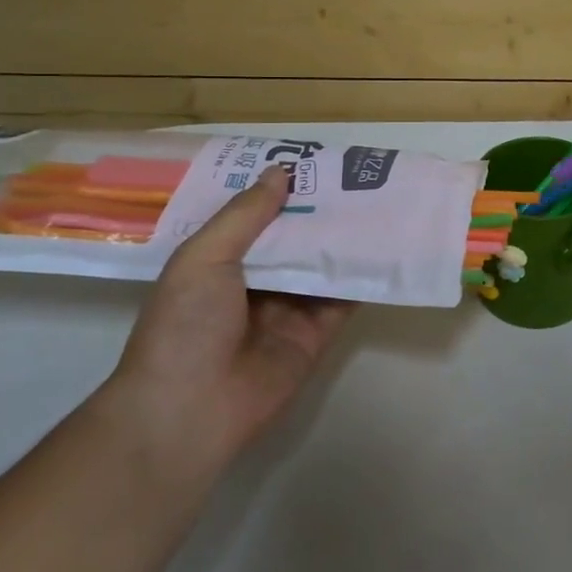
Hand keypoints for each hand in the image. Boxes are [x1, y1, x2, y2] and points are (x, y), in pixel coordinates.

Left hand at [111, 165, 355, 472]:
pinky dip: (362, 276)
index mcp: (219, 260)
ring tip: (379, 200)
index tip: (313, 161)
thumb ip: (245, 215)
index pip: (255, 216)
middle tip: (357, 174)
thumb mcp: (203, 258)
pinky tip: (386, 247)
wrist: (190, 410)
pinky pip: (342, 299)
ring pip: (322, 264)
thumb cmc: (185, 325)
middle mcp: (255, 281)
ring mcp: (287, 308)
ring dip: (346, 238)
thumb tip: (281, 172)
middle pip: (294, 238)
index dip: (281, 190)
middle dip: (320, 210)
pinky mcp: (316, 335)